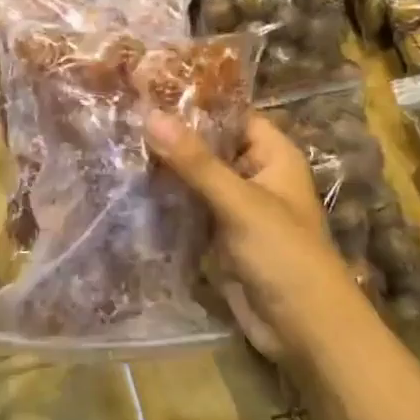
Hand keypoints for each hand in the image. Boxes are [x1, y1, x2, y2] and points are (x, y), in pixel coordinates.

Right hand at [146, 111, 369, 361]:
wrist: (303, 329)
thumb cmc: (284, 254)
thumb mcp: (240, 202)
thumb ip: (195, 161)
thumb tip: (151, 116)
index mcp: (272, 156)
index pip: (232, 115)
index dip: (196, 102)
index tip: (149, 90)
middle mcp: (254, 176)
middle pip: (210, 147)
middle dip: (172, 138)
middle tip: (121, 117)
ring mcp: (235, 209)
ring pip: (195, 180)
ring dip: (164, 171)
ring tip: (116, 146)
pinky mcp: (218, 239)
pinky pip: (188, 211)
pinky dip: (165, 203)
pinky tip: (128, 189)